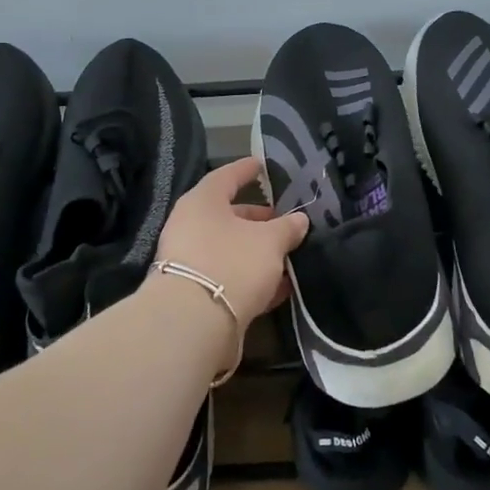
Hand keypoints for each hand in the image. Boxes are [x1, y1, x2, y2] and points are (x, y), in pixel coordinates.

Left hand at [152, 155, 309, 332]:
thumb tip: (299, 220)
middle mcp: (190, 226)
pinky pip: (228, 276)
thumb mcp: (270, 241)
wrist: (193, 324)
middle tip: (284, 221)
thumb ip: (287, 228)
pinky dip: (251, 278)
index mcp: (203, 202)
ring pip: (229, 248)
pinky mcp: (195, 294)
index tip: (262, 166)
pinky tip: (279, 287)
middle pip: (228, 215)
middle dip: (258, 219)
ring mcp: (190, 262)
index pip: (227, 176)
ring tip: (288, 255)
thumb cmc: (232, 263)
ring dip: (257, 251)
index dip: (247, 170)